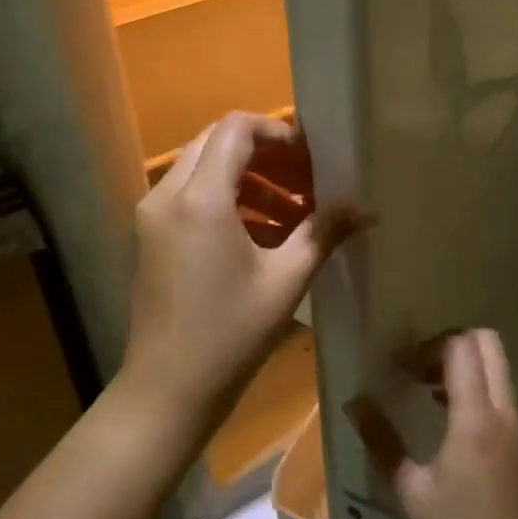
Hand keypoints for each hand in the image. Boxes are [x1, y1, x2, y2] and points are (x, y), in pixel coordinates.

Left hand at [119, 113, 367, 445]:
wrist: (167, 389)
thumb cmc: (230, 335)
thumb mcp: (286, 280)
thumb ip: (325, 232)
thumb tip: (368, 208)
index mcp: (200, 199)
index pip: (236, 129)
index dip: (277, 132)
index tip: (311, 160)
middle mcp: (167, 194)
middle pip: (216, 143)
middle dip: (264, 154)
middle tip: (305, 181)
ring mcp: (152, 215)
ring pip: (201, 169)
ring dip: (247, 179)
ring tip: (292, 213)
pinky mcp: (149, 236)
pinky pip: (189, 196)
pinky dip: (225, 200)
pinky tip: (260, 234)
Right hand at [349, 330, 517, 518]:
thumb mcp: (410, 488)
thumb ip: (381, 439)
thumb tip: (353, 402)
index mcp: (475, 418)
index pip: (461, 348)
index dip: (428, 345)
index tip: (400, 366)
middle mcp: (503, 410)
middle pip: (487, 343)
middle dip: (451, 341)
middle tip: (418, 364)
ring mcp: (516, 424)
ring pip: (497, 365)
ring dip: (464, 362)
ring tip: (425, 385)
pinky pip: (500, 389)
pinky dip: (475, 384)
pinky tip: (445, 411)